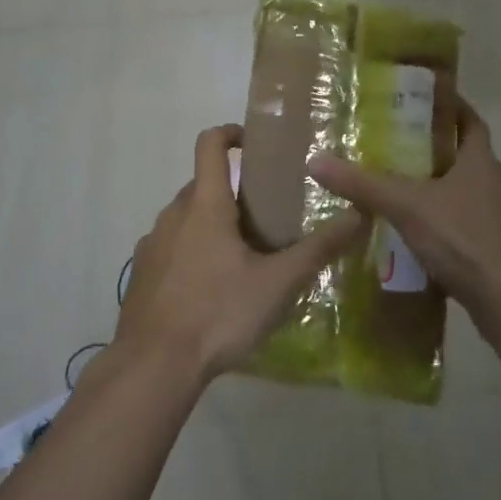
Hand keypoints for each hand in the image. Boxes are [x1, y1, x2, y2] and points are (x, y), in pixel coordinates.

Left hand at [116, 124, 365, 382]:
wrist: (153, 367)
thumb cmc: (218, 314)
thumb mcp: (278, 283)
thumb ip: (319, 248)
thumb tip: (359, 214)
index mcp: (205, 204)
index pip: (210, 144)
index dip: (231, 133)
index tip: (254, 145)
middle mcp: (174, 214)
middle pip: (203, 184)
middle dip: (233, 192)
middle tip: (266, 218)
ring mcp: (152, 244)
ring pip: (187, 217)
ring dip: (212, 224)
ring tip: (242, 258)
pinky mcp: (141, 273)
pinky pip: (171, 246)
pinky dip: (192, 251)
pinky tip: (210, 290)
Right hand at [308, 96, 500, 320]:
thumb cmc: (464, 239)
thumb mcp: (407, 206)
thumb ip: (364, 184)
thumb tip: (315, 161)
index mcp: (481, 162)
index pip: (470, 121)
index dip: (452, 108)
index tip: (425, 100)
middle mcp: (494, 183)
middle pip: (464, 155)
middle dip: (433, 148)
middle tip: (395, 143)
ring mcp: (497, 218)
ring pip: (463, 191)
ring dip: (436, 186)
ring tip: (397, 186)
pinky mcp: (494, 248)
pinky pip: (463, 222)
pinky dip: (440, 220)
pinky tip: (414, 232)